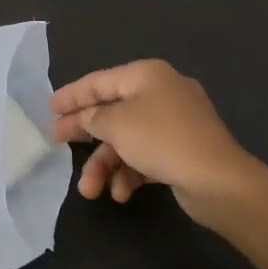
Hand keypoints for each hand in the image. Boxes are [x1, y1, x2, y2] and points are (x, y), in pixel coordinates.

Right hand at [49, 60, 255, 223]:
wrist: (218, 180)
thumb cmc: (162, 140)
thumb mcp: (117, 124)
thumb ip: (94, 117)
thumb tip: (88, 117)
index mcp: (147, 75)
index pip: (100, 81)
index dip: (72, 94)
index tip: (49, 108)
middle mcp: (161, 93)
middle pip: (112, 110)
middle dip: (85, 133)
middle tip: (56, 143)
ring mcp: (174, 123)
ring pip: (127, 139)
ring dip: (106, 164)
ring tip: (91, 191)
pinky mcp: (181, 151)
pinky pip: (145, 156)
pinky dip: (130, 173)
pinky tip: (121, 194)